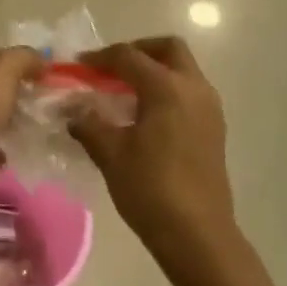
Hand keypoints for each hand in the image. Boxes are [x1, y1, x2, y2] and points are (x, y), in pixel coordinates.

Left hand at [0, 48, 42, 218]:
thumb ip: (23, 58)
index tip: (45, 71)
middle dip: (20, 94)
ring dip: (21, 122)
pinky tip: (37, 146)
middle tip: (54, 98)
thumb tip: (44, 60)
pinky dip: (16, 148)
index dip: (14, 64)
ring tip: (53, 120)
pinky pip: (1, 150)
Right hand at [69, 38, 232, 266]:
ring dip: (154, 71)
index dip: (100, 58)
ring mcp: (209, 108)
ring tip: (122, 93)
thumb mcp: (110, 153)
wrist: (198, 236)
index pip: (129, 56)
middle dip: (138, 51)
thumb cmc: (151, 189)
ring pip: (182, 70)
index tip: (78, 66)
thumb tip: (72, 108)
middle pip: (168, 49)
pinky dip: (166, 90)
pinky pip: (188, 92)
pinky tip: (143, 116)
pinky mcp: (214, 129)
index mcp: (167, 87)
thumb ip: (88, 122)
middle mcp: (194, 88)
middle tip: (110, 68)